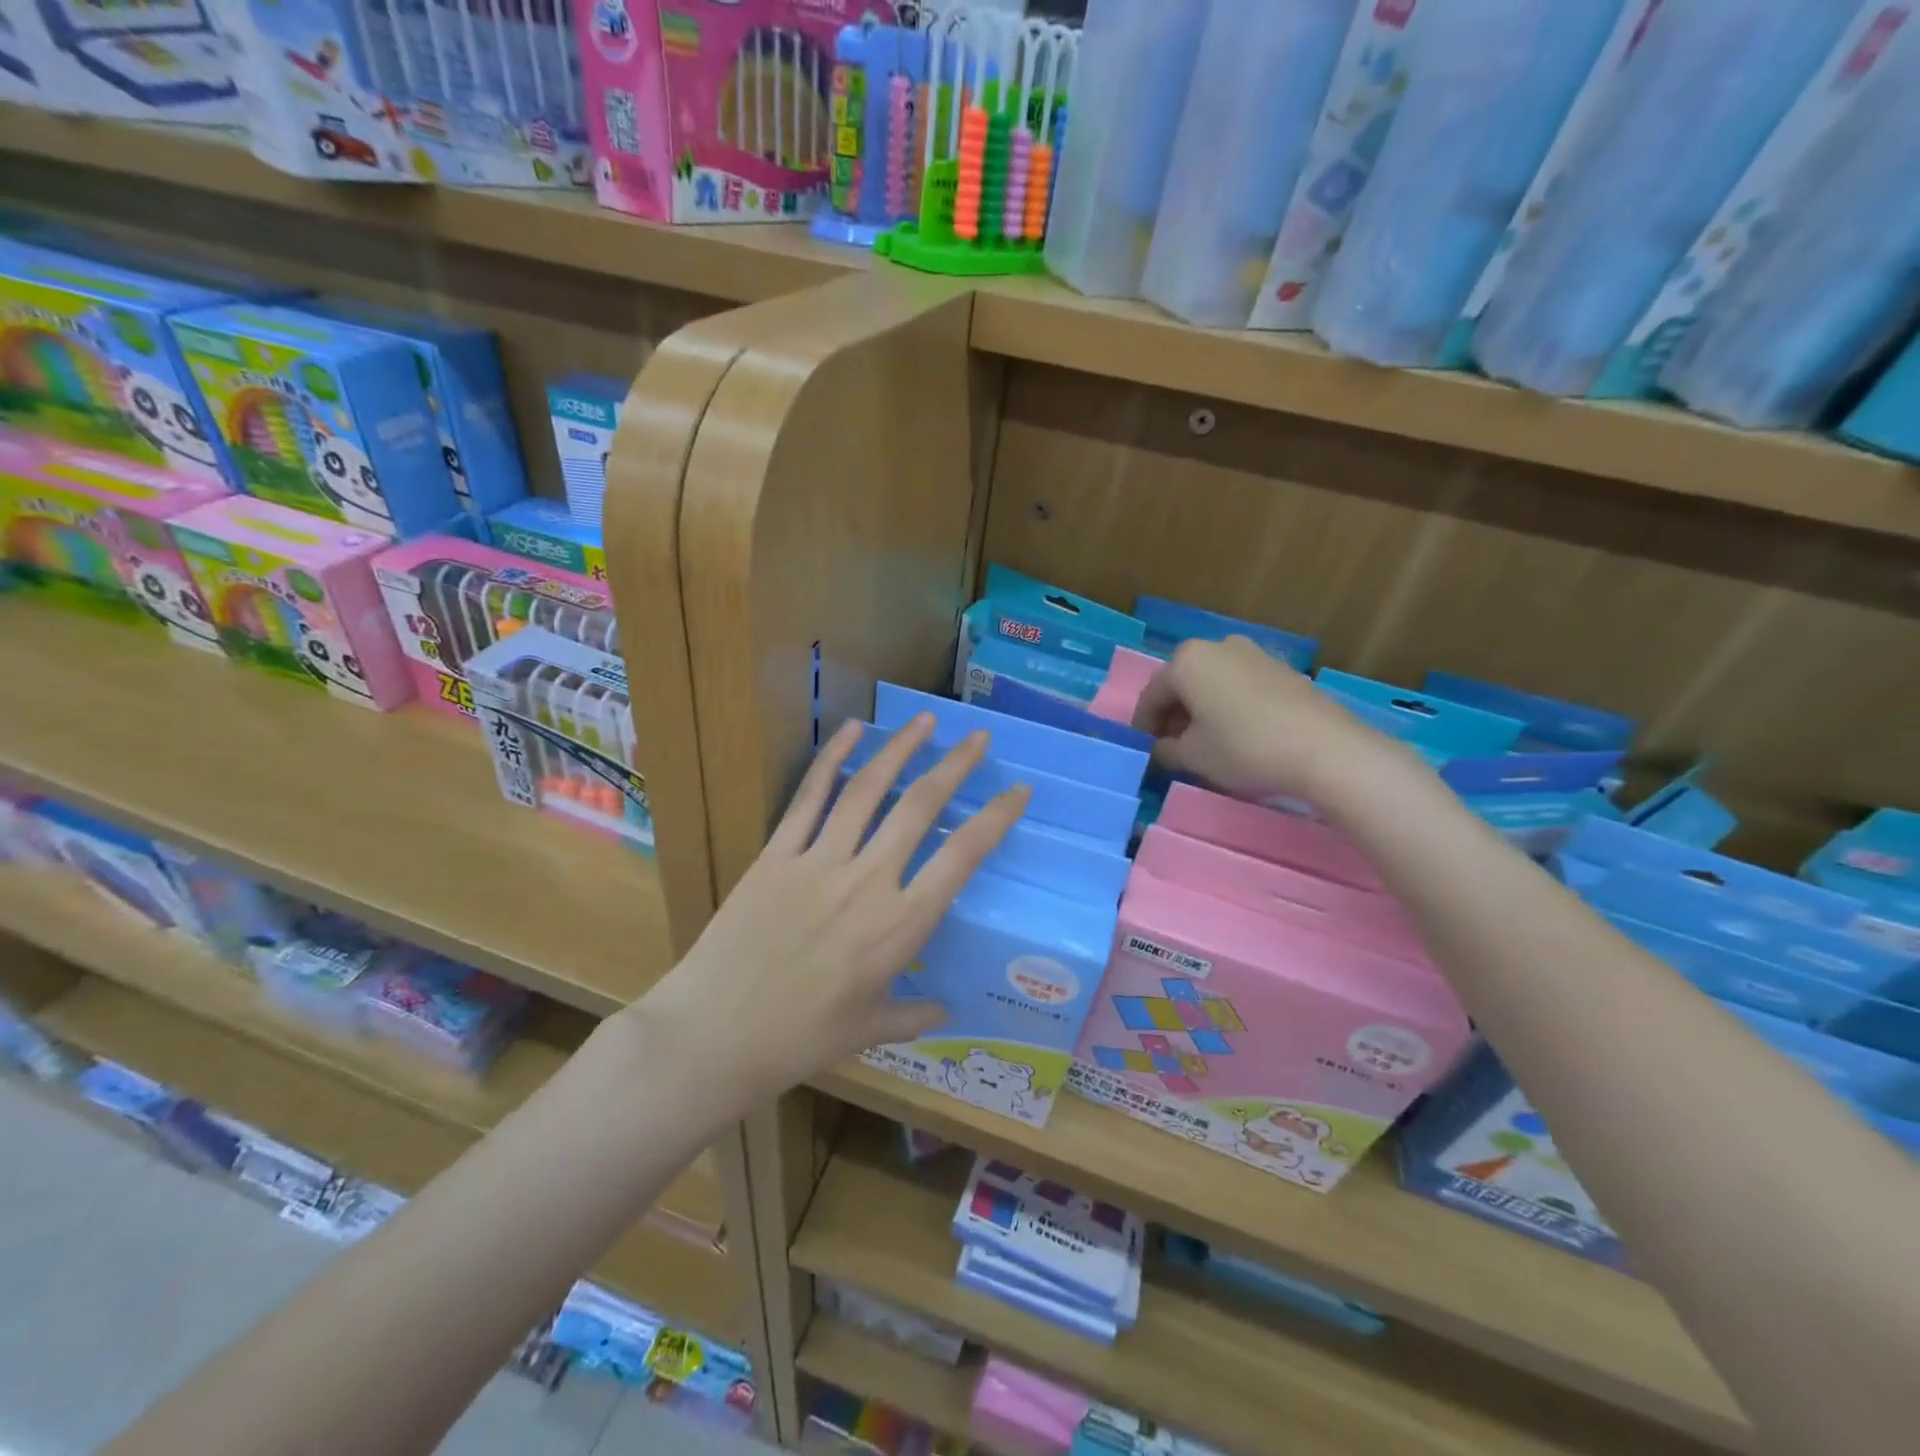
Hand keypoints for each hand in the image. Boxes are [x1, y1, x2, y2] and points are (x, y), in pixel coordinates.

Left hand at [632, 714, 1028, 1110]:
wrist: (714, 1035)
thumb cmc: (798, 1041)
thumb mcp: (867, 1031)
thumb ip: (912, 1014)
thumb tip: (943, 1010)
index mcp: (900, 927)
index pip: (962, 857)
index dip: (997, 818)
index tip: (1019, 791)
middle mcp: (868, 882)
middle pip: (920, 807)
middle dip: (955, 766)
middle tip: (978, 738)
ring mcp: (819, 861)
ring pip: (869, 790)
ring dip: (901, 749)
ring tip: (926, 720)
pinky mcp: (777, 854)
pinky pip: (810, 797)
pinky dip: (833, 759)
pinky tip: (853, 730)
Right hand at [1132, 637, 1386, 801]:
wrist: (1325, 749)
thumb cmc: (1244, 748)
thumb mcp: (1192, 756)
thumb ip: (1165, 749)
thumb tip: (1161, 747)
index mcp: (1186, 660)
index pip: (1151, 696)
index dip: (1143, 727)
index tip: (1144, 751)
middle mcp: (1217, 646)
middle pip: (1182, 684)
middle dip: (1173, 715)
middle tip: (1172, 748)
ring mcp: (1253, 653)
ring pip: (1211, 683)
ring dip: (1201, 710)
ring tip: (1205, 743)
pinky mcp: (1281, 668)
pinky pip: (1239, 686)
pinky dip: (1228, 706)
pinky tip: (1236, 733)